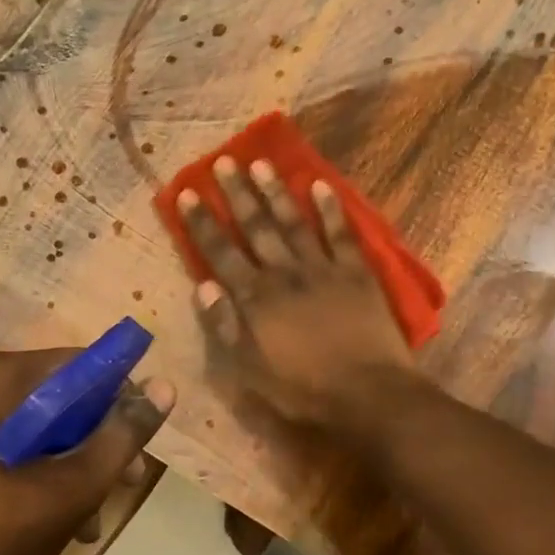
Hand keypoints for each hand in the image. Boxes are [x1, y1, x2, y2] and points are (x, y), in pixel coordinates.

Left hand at [0, 348, 174, 554]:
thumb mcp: (70, 489)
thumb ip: (121, 437)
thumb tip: (165, 388)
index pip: (82, 365)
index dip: (121, 398)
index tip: (138, 443)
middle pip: (63, 398)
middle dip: (99, 442)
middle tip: (125, 484)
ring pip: (41, 429)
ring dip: (74, 466)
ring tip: (90, 518)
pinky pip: (12, 450)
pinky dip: (40, 476)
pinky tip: (55, 522)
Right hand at [177, 156, 416, 424]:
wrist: (367, 393)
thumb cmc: (304, 389)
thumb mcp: (250, 370)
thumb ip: (225, 326)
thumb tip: (203, 285)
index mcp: (256, 298)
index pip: (221, 253)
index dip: (202, 223)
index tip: (187, 193)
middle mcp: (285, 273)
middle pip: (257, 228)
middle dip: (238, 194)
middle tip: (224, 161)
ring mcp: (323, 269)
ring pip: (294, 222)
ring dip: (277, 192)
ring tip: (262, 163)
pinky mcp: (357, 272)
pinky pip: (341, 234)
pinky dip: (330, 209)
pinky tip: (320, 185)